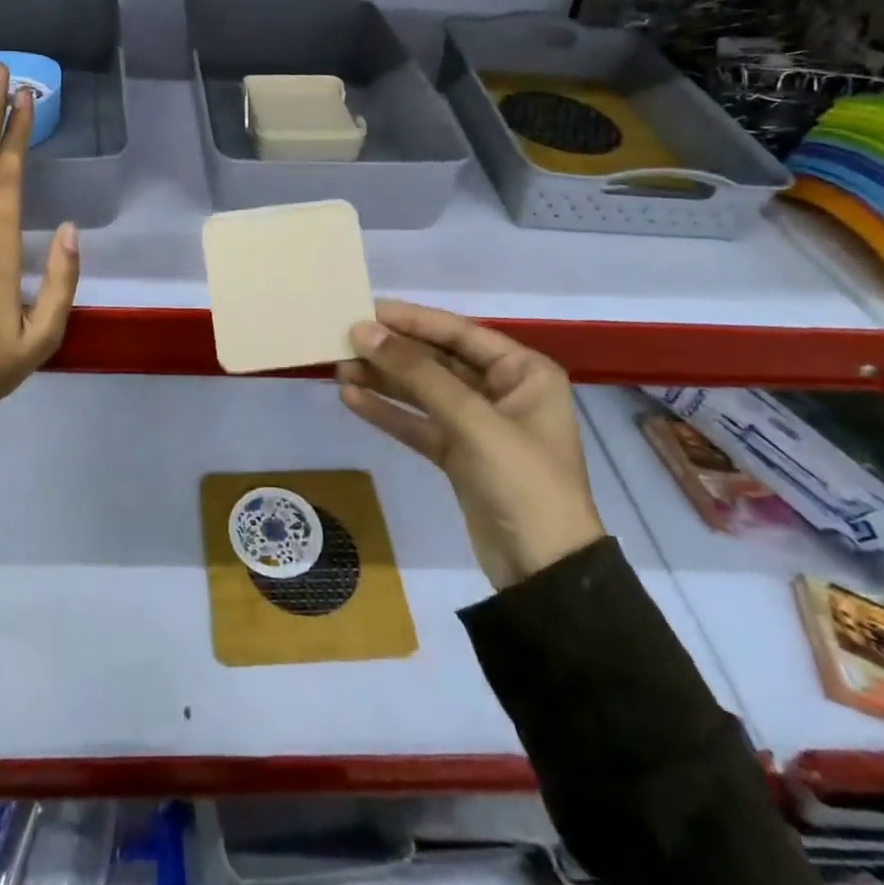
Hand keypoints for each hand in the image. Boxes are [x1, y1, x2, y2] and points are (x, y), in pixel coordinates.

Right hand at [337, 301, 604, 590]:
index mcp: (524, 372)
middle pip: (438, 361)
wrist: (544, 574)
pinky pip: (419, 424)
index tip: (368, 310)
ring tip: (339, 368)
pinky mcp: (460, 456)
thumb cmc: (522, 481)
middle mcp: (503, 392)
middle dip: (393, 353)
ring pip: (424, 393)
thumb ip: (416, 372)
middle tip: (345, 340)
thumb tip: (364, 330)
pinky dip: (389, 412)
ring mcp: (480, 426)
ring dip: (384, 381)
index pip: (460, 333)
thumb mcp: (471, 420)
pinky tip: (353, 399)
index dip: (413, 320)